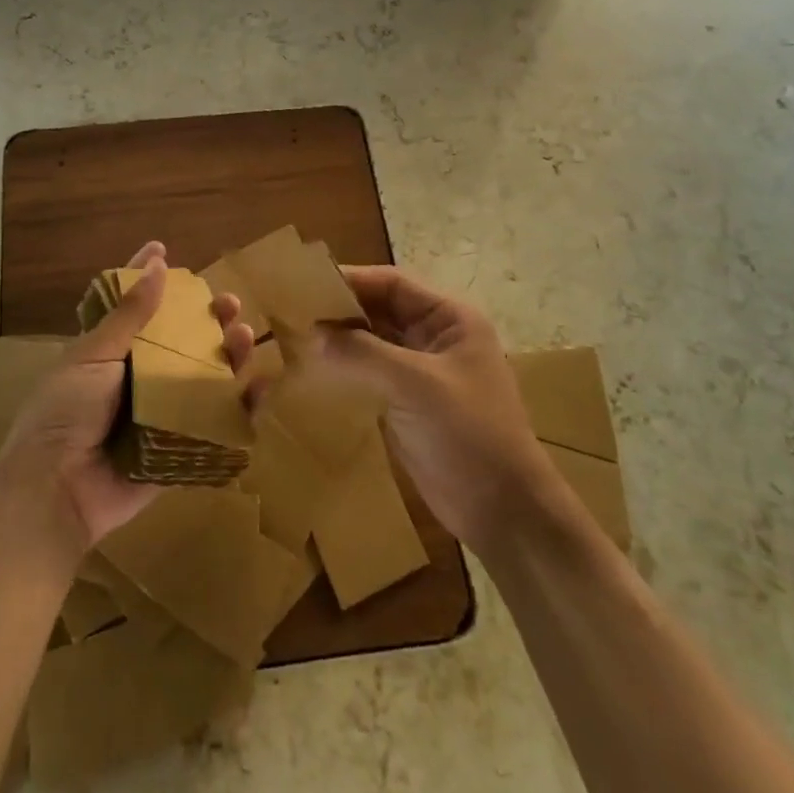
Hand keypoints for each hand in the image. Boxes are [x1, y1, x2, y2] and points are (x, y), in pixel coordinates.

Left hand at [0, 242, 257, 551]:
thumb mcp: (93, 356)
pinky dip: (241, 407)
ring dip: (228, 355)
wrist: (55, 491)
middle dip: (206, 319)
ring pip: (203, 377)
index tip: (163, 249)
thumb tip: (157, 265)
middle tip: (228, 303)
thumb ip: (128, 316)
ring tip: (244, 335)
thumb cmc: (65, 413)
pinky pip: (215, 424)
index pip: (133, 307)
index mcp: (110, 353)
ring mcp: (160, 414)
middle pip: (180, 341)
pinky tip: (261, 386)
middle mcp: (138, 379)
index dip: (147, 278)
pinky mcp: (178, 448)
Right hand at [303, 266, 556, 552]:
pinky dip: (345, 367)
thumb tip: (311, 334)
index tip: (304, 284)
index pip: (392, 284)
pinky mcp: (409, 402)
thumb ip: (362, 353)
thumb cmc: (469, 435)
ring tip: (294, 337)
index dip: (350, 280)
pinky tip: (313, 371)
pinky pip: (371, 372)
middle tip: (291, 311)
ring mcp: (423, 371)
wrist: (503, 512)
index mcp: (450, 319)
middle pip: (380, 310)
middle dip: (340, 310)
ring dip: (339, 339)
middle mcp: (436, 337)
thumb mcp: (415, 385)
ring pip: (373, 341)